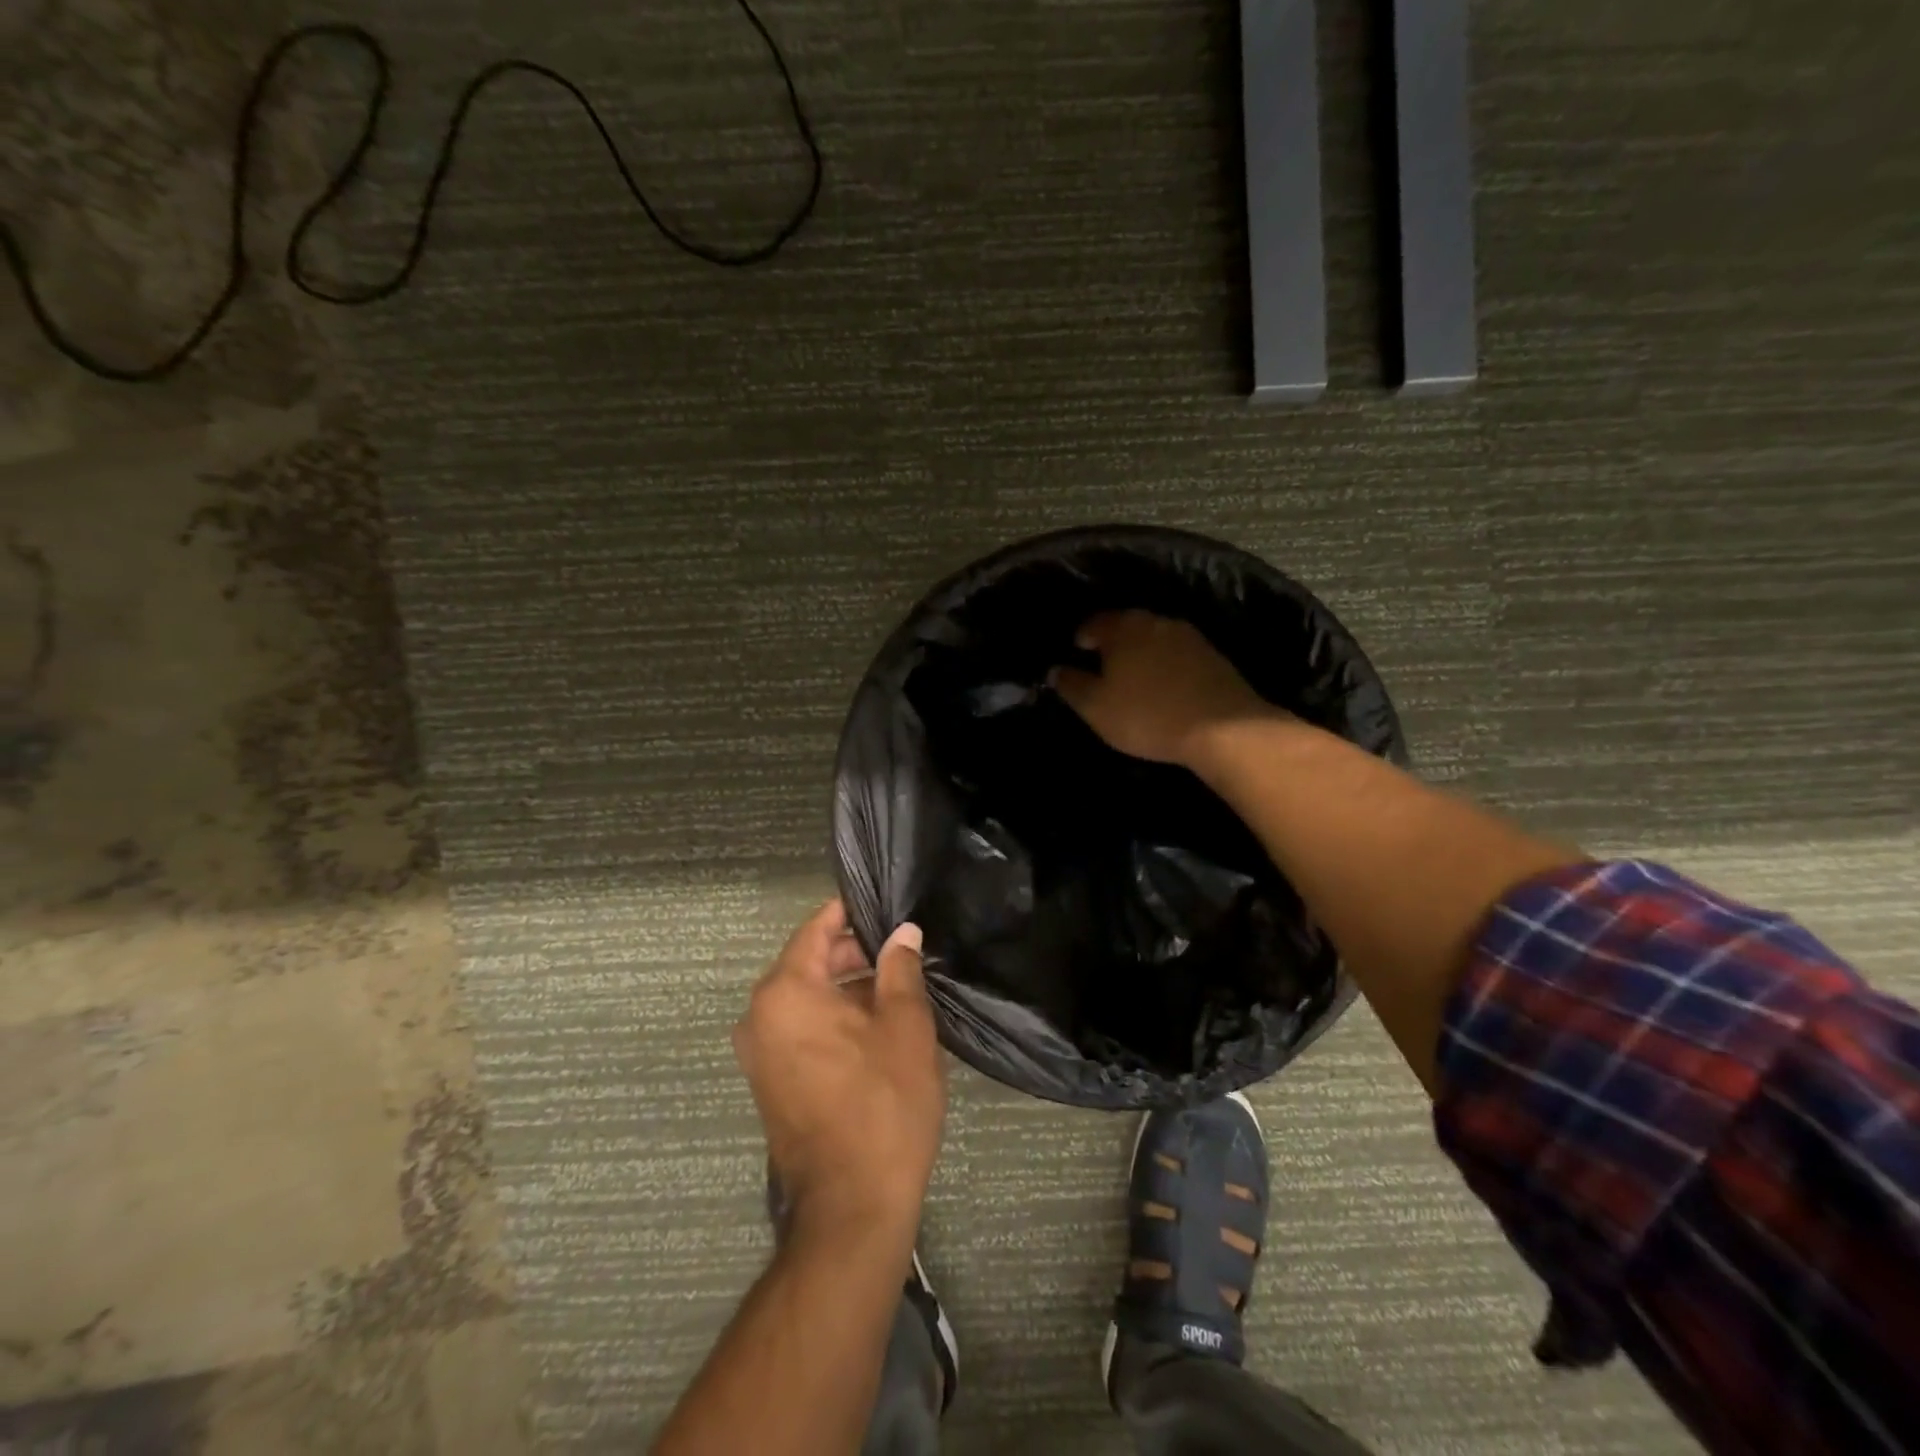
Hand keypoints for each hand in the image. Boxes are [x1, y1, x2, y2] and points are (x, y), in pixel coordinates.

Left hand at [734, 901, 944, 1247]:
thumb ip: (900, 969)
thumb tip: (902, 934)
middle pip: (809, 962)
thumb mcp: (905, 1026)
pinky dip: (833, 1020)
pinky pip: (800, 1029)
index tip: (887, 908)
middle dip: (855, 954)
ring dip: (847, 989)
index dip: (853, 913)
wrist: (852, 1206)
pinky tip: (876, 1029)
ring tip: (899, 991)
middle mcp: (760, 1016)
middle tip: (904, 955)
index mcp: (786, 992)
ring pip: (807, 998)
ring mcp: (759, 1052)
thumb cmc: (883, 1103)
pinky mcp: (769, 1082)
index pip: (817, 928)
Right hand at [1051, 610, 1279, 765]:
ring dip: (1142, 652)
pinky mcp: (1213, 656)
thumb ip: (1072, 686)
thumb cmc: (1147, 715)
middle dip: (1114, 642)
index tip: (1077, 651)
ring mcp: (1189, 636)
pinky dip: (1166, 664)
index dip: (1083, 636)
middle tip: (1104, 664)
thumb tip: (1055, 670)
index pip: (1095, 622)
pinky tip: (1164, 684)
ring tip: (1134, 676)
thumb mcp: (1096, 707)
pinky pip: (1178, 654)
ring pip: (1154, 637)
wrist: (1222, 727)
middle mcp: (1156, 621)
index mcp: (1123, 628)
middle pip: (1127, 625)